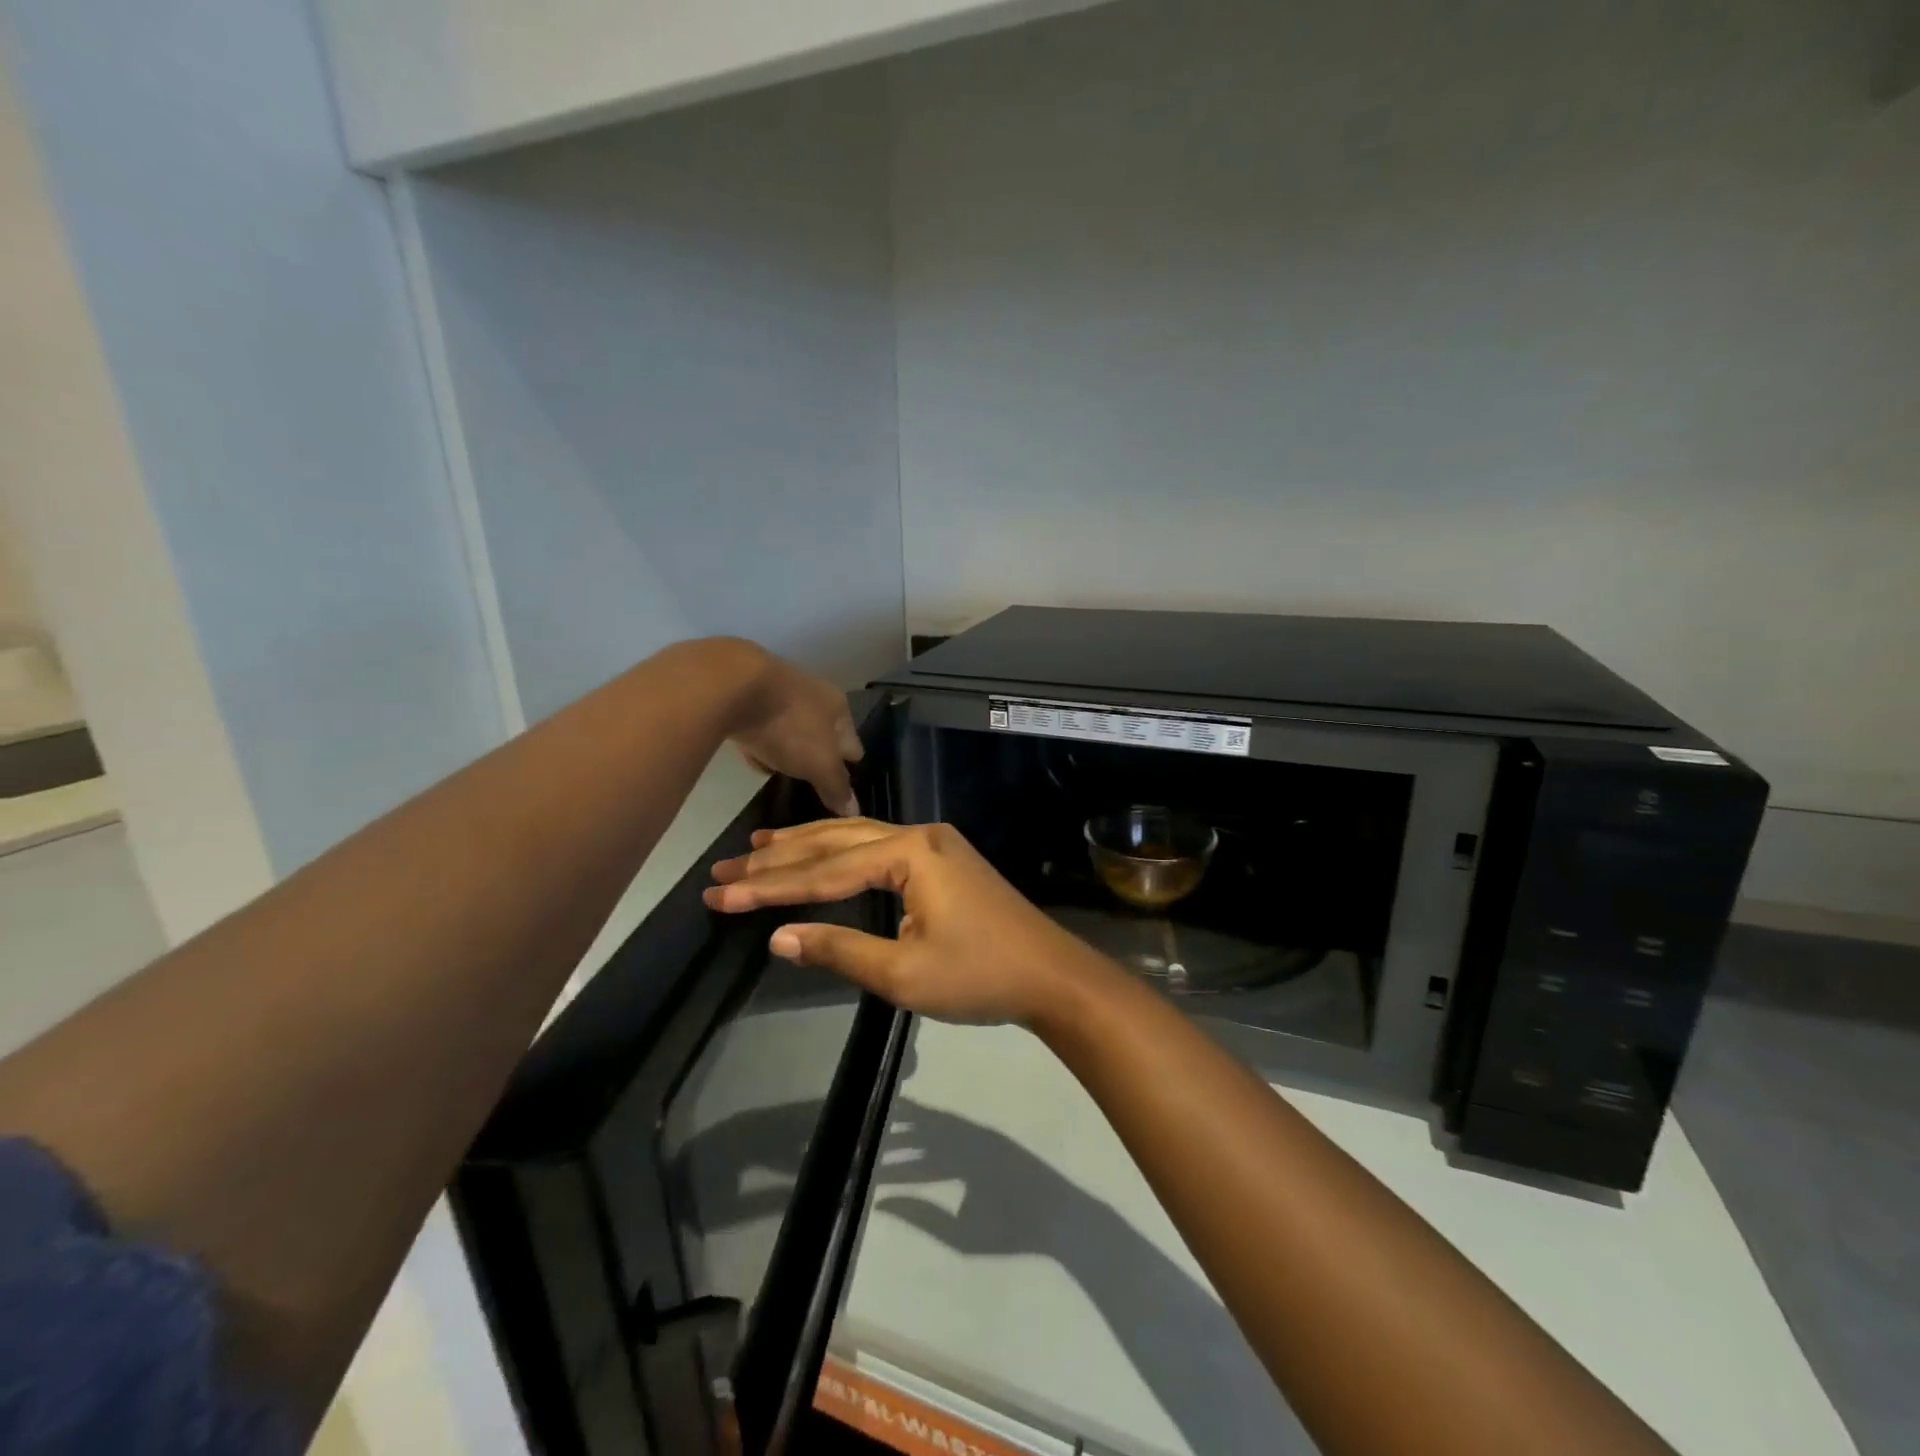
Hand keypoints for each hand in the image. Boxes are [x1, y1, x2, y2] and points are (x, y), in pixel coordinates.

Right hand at [704, 819, 1115, 1026]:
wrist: (1051, 975)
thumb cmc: (979, 976)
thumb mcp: (904, 973)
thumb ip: (839, 949)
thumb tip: (778, 936)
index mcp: (910, 853)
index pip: (825, 871)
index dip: (770, 886)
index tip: (720, 893)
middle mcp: (919, 835)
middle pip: (836, 841)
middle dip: (780, 856)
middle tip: (726, 866)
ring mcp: (934, 844)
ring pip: (857, 838)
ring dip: (808, 845)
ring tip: (759, 846)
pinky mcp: (943, 860)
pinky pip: (879, 848)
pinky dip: (842, 853)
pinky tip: (822, 854)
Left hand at [718, 642, 862, 816]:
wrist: (733, 685)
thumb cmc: (790, 725)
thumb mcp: (819, 764)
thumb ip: (836, 787)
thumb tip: (853, 811)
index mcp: (838, 707)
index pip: (853, 744)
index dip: (850, 768)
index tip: (842, 790)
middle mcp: (814, 695)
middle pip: (822, 735)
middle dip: (818, 758)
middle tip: (811, 784)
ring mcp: (779, 693)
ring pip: (792, 730)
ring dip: (788, 750)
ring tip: (782, 774)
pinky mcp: (748, 696)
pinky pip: (762, 727)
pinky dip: (761, 743)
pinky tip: (754, 758)